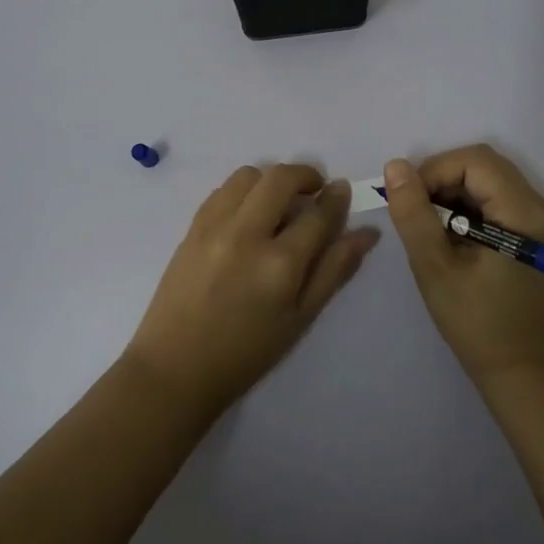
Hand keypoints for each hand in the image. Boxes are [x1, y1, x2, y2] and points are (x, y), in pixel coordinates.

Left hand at [126, 164, 380, 419]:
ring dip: (270, 180)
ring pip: (248, 175)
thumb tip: (368, 233)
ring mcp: (214, 227)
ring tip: (278, 203)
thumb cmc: (247, 352)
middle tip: (314, 191)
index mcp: (280, 264)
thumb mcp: (301, 317)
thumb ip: (335, 269)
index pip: (318, 213)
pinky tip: (248, 214)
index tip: (342, 191)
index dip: (336, 198)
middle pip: (281, 179)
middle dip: (305, 175)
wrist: (176, 368)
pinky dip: (242, 191)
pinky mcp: (192, 228)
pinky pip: (222, 190)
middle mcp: (247, 235)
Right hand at [383, 145, 543, 386]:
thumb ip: (413, 213)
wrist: (516, 369)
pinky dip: (466, 206)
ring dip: (452, 193)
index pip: (475, 161)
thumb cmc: (475, 321)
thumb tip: (395, 166)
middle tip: (417, 213)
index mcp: (524, 212)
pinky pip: (494, 197)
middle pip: (483, 165)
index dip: (435, 171)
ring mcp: (540, 218)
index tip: (410, 201)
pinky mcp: (533, 230)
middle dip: (442, 180)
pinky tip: (450, 236)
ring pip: (486, 178)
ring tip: (431, 229)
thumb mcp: (434, 266)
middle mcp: (540, 206)